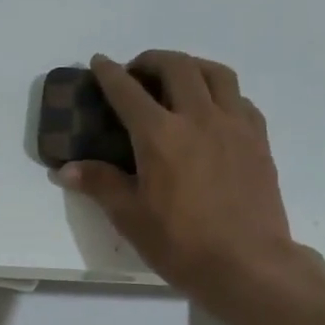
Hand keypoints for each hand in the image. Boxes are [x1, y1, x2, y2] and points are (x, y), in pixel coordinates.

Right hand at [57, 50, 312, 323]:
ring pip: (215, 73)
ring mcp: (234, 125)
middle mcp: (199, 118)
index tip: (99, 62)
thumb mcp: (131, 218)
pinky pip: (240, 99)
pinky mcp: (258, 140)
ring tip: (178, 80)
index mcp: (160, 136)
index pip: (128, 92)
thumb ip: (100, 184)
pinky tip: (214, 112)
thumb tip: (66, 169)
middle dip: (151, 61)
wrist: (247, 264)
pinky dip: (221, 94)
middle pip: (176, 67)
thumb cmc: (182, 244)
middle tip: (138, 73)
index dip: (109, 74)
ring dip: (191, 67)